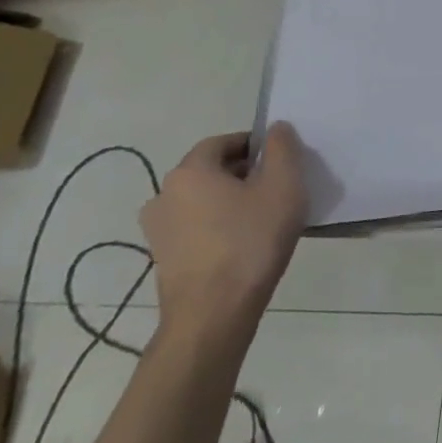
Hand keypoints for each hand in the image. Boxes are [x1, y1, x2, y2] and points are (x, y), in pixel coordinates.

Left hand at [140, 122, 308, 337]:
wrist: (213, 314)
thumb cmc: (251, 240)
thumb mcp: (283, 185)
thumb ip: (282, 149)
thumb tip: (275, 129)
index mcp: (189, 171)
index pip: (223, 142)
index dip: (254, 146)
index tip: (280, 162)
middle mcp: (164, 195)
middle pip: (211, 170)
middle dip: (244, 173)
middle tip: (277, 188)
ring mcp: (158, 230)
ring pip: (203, 200)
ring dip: (231, 201)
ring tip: (264, 218)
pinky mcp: (163, 258)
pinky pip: (196, 226)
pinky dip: (219, 225)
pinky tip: (245, 243)